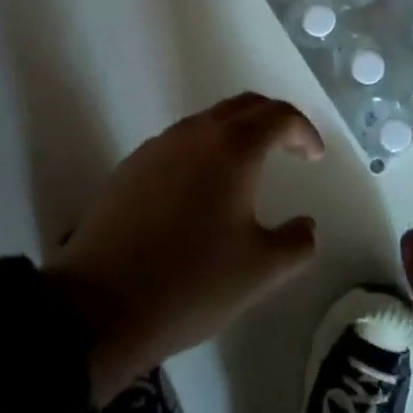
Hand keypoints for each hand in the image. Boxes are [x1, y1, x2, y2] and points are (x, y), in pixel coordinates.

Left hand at [47, 93, 324, 398]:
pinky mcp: (131, 166)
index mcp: (233, 148)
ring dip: (236, 133)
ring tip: (249, 168)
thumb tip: (306, 226)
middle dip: (273, 120)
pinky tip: (202, 190)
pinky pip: (180, 143)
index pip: (279, 116)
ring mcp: (158, 146)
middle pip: (243, 106)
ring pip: (208, 121)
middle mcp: (195, 133)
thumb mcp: (259, 272)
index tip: (314, 157)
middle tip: (290, 148)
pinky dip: (204, 150)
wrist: (98, 306)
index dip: (304, 131)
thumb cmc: (190, 282)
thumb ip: (296, 243)